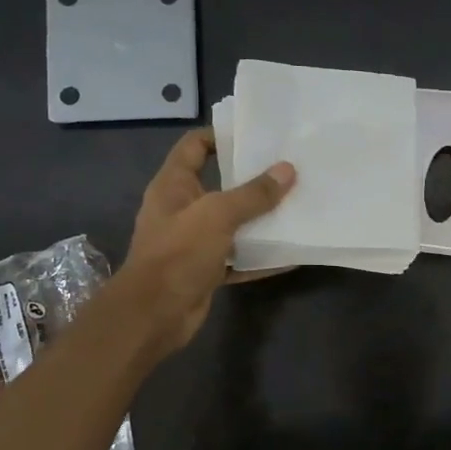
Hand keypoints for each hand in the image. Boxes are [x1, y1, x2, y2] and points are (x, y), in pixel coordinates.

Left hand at [122, 129, 295, 353]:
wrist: (155, 314)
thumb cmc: (179, 253)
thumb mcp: (218, 215)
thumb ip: (253, 194)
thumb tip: (287, 170)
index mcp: (174, 185)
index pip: (195, 146)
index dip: (221, 135)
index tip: (257, 134)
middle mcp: (182, 209)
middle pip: (219, 184)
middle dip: (251, 179)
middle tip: (288, 170)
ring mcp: (193, 241)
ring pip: (231, 223)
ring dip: (259, 219)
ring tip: (295, 206)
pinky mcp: (205, 270)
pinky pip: (238, 258)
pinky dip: (260, 257)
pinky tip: (290, 255)